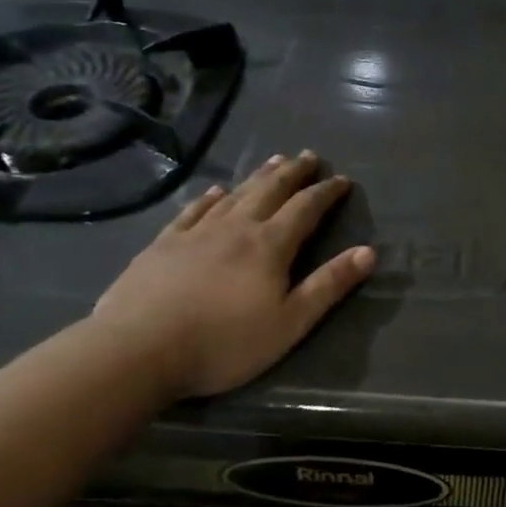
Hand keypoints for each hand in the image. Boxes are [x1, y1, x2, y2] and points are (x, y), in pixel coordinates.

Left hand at [93, 151, 374, 399]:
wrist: (137, 351)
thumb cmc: (222, 343)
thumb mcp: (289, 323)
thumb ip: (329, 286)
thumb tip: (368, 252)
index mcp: (270, 245)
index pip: (306, 208)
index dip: (326, 192)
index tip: (342, 179)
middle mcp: (237, 227)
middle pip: (271, 190)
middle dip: (294, 172)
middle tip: (308, 155)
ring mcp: (197, 233)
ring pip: (236, 195)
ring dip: (259, 176)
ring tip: (274, 160)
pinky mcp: (163, 245)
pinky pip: (193, 211)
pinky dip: (210, 197)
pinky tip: (216, 190)